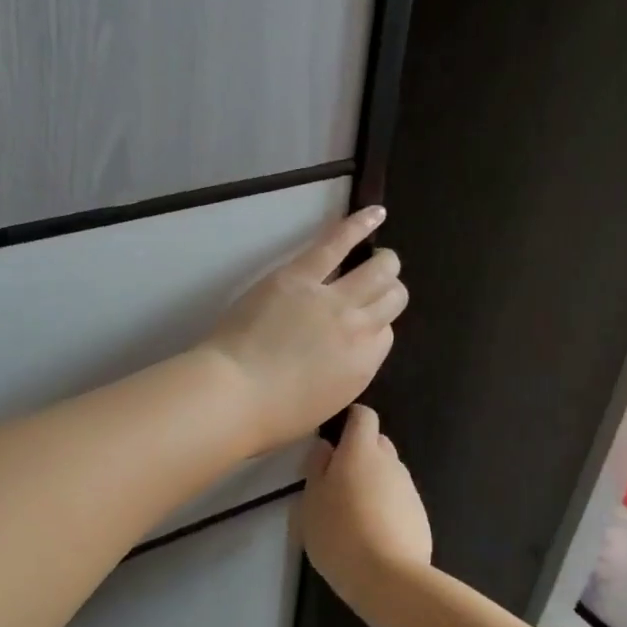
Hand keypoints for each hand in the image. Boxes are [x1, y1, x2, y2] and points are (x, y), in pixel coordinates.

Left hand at [203, 206, 406, 450]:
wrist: (234, 394)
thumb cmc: (271, 415)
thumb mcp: (323, 404)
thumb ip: (342, 375)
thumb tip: (343, 356)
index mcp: (363, 366)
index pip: (386, 335)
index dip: (375, 327)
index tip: (360, 327)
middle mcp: (360, 329)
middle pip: (391, 298)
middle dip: (388, 291)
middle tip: (377, 286)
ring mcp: (333, 298)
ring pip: (378, 269)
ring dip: (384, 262)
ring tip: (381, 256)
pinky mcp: (300, 275)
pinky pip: (337, 242)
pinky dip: (359, 224)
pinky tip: (376, 212)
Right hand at [302, 404, 432, 604]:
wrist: (388, 578)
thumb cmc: (338, 533)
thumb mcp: (311, 501)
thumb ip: (317, 468)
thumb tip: (325, 447)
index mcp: (360, 451)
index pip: (363, 416)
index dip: (350, 419)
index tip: (334, 434)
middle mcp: (390, 462)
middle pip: (378, 443)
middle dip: (360, 453)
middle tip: (336, 479)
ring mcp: (409, 489)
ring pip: (388, 473)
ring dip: (372, 482)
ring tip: (352, 512)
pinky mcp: (420, 515)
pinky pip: (399, 499)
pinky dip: (386, 506)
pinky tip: (372, 533)